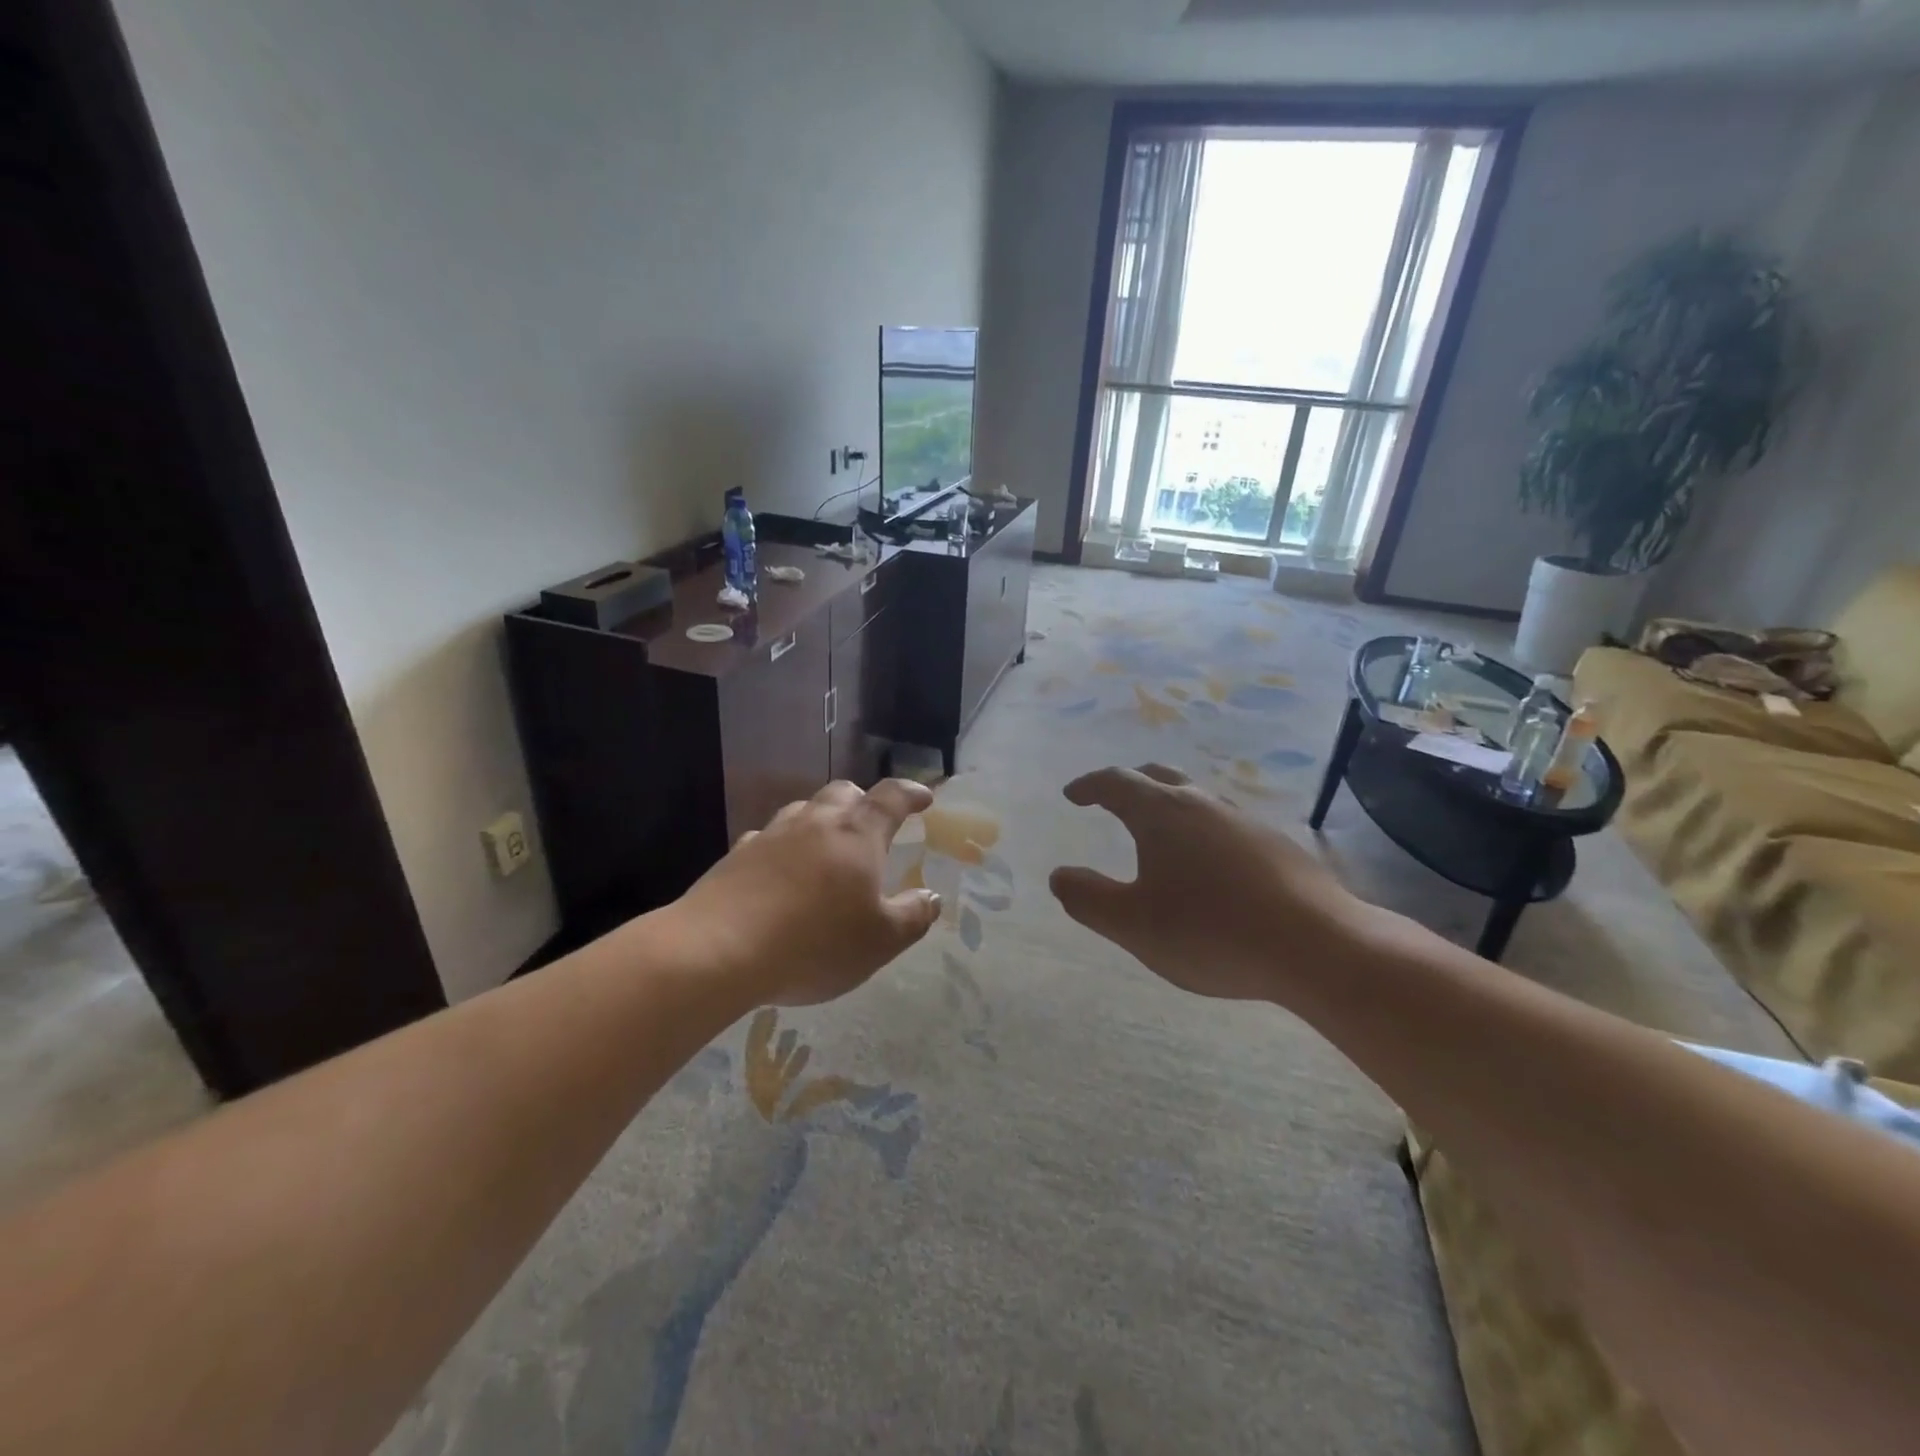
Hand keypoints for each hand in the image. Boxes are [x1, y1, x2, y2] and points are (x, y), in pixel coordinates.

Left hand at [667, 779, 941, 1006]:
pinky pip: (769, 840)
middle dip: (863, 802)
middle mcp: (815, 823)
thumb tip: (931, 897)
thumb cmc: (814, 943)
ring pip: (803, 811)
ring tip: (827, 851)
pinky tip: (780, 875)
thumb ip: (913, 916)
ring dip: (821, 822)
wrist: (718, 950)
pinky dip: (784, 848)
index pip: (891, 798)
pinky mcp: (736, 856)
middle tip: (872, 826)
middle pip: (843, 793)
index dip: (911, 793)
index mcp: (857, 834)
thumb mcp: (881, 941)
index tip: (924, 798)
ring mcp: (772, 835)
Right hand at [1049, 764, 1369, 1000]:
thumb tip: (1059, 876)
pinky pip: (1225, 825)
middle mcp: (1203, 805)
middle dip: (1130, 784)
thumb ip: (1089, 899)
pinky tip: (1209, 866)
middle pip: (1160, 777)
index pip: (1116, 783)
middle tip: (1111, 799)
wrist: (1318, 946)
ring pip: (1197, 799)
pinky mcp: (1277, 846)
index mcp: (1162, 814)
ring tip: (1159, 834)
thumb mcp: (1134, 925)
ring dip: (1170, 806)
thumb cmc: (1211, 932)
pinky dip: (1202, 831)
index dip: (1089, 786)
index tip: (1072, 794)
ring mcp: (1245, 822)